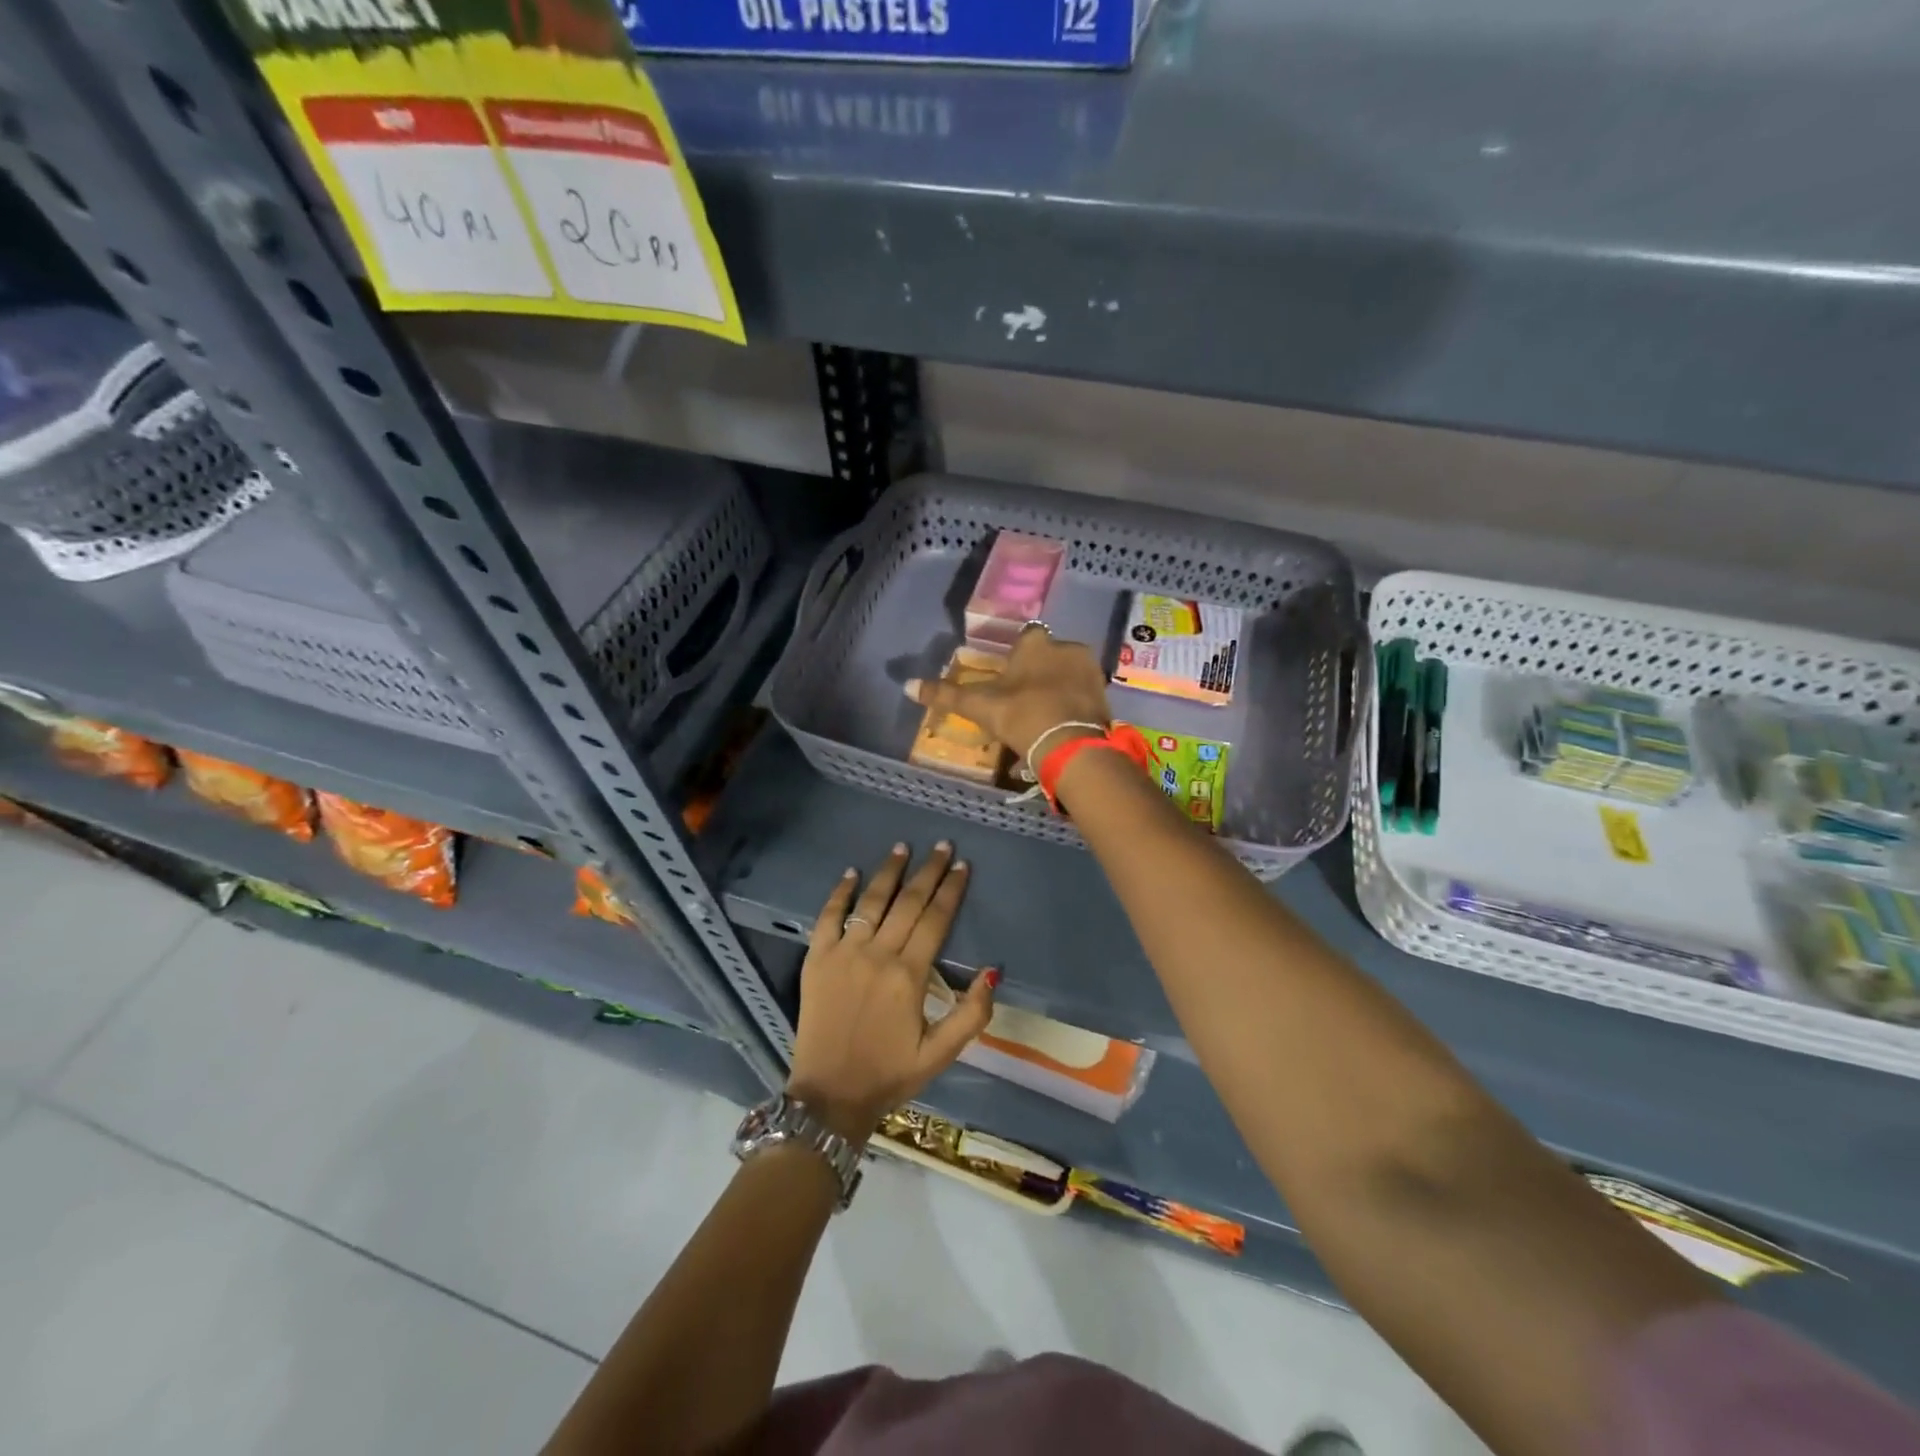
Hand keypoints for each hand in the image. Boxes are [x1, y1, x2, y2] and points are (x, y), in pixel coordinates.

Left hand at [786, 842, 996, 1143]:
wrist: (829, 1096)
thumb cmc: (889, 1074)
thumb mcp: (941, 1054)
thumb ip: (971, 1014)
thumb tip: (992, 971)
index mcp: (909, 976)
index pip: (935, 920)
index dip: (951, 890)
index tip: (962, 865)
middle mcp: (877, 955)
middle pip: (908, 902)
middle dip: (928, 871)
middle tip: (941, 845)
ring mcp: (843, 954)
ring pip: (871, 902)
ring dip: (889, 872)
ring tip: (903, 848)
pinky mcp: (816, 959)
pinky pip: (828, 917)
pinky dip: (840, 893)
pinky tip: (851, 873)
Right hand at [904, 623, 1110, 762]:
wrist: (1069, 744)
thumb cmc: (1020, 714)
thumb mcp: (978, 705)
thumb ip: (945, 694)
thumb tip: (908, 685)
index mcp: (1036, 643)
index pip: (1025, 638)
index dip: (1017, 657)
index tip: (1009, 678)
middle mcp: (1067, 648)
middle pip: (1049, 657)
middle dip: (1038, 675)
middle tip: (1024, 703)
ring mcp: (1090, 671)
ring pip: (1068, 677)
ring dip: (1057, 691)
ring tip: (1042, 720)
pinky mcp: (1105, 696)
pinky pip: (1083, 697)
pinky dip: (1072, 709)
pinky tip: (1060, 729)